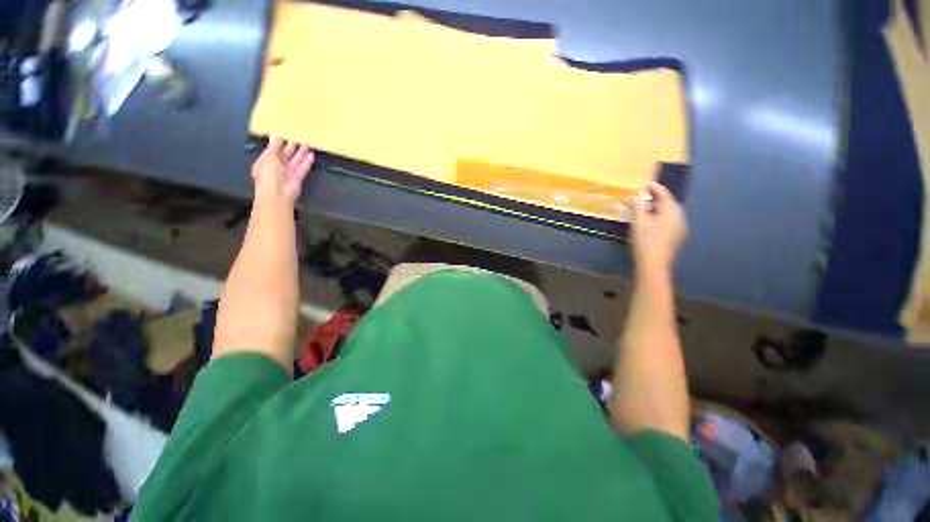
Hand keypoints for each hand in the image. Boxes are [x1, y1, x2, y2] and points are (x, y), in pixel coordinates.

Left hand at [251, 136, 314, 202]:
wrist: (277, 194)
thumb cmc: (268, 174)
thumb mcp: (269, 157)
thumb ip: (274, 147)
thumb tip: (276, 136)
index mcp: (265, 162)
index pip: (272, 151)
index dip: (278, 144)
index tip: (285, 136)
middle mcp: (276, 167)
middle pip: (285, 156)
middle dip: (291, 148)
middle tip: (298, 139)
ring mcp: (287, 173)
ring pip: (295, 161)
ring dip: (301, 154)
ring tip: (306, 145)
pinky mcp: (297, 178)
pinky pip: (302, 168)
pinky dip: (306, 162)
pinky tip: (311, 155)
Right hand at [632, 181, 686, 273]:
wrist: (654, 265)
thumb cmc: (645, 241)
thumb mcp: (639, 221)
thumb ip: (639, 206)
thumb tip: (639, 195)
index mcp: (672, 210)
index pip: (664, 194)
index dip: (654, 188)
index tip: (646, 183)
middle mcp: (680, 217)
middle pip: (668, 203)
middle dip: (656, 199)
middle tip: (642, 198)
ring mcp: (680, 228)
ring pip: (669, 213)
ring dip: (657, 209)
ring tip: (644, 211)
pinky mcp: (677, 237)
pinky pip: (669, 222)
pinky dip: (660, 218)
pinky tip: (650, 224)